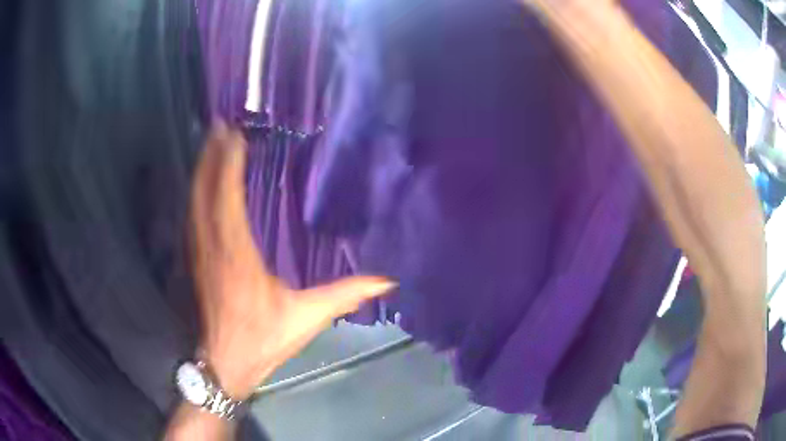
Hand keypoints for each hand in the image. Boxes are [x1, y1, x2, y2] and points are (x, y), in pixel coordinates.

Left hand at [189, 122, 393, 399]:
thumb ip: (344, 295)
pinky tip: (203, 182)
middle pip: (205, 191)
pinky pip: (193, 217)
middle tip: (220, 126)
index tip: (235, 135)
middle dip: (211, 157)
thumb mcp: (306, 317)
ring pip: (195, 202)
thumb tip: (386, 280)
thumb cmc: (262, 338)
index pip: (227, 198)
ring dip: (202, 171)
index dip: (229, 164)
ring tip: (211, 144)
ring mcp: (199, 252)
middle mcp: (212, 246)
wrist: (225, 362)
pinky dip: (197, 193)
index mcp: (237, 254)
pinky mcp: (196, 260)